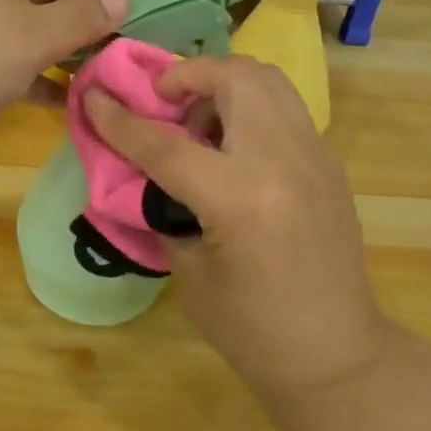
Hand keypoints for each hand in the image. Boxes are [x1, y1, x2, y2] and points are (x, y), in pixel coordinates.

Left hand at [0, 0, 128, 172]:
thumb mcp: (32, 38)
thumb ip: (82, 16)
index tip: (128, 32)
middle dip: (88, 22)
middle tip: (113, 63)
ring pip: (32, 26)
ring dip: (64, 51)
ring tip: (93, 83)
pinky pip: (9, 55)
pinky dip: (36, 73)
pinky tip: (59, 100)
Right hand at [82, 56, 395, 409]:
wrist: (336, 355)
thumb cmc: (253, 330)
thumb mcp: (190, 273)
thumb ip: (162, 209)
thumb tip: (140, 171)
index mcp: (241, 198)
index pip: (166, 144)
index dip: (120, 120)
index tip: (93, 96)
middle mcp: (283, 160)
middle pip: (234, 77)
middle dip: (188, 75)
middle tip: (163, 102)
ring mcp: (315, 155)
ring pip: (267, 79)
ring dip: (224, 85)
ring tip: (200, 124)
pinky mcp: (329, 162)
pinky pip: (284, 108)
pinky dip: (250, 107)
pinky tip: (233, 149)